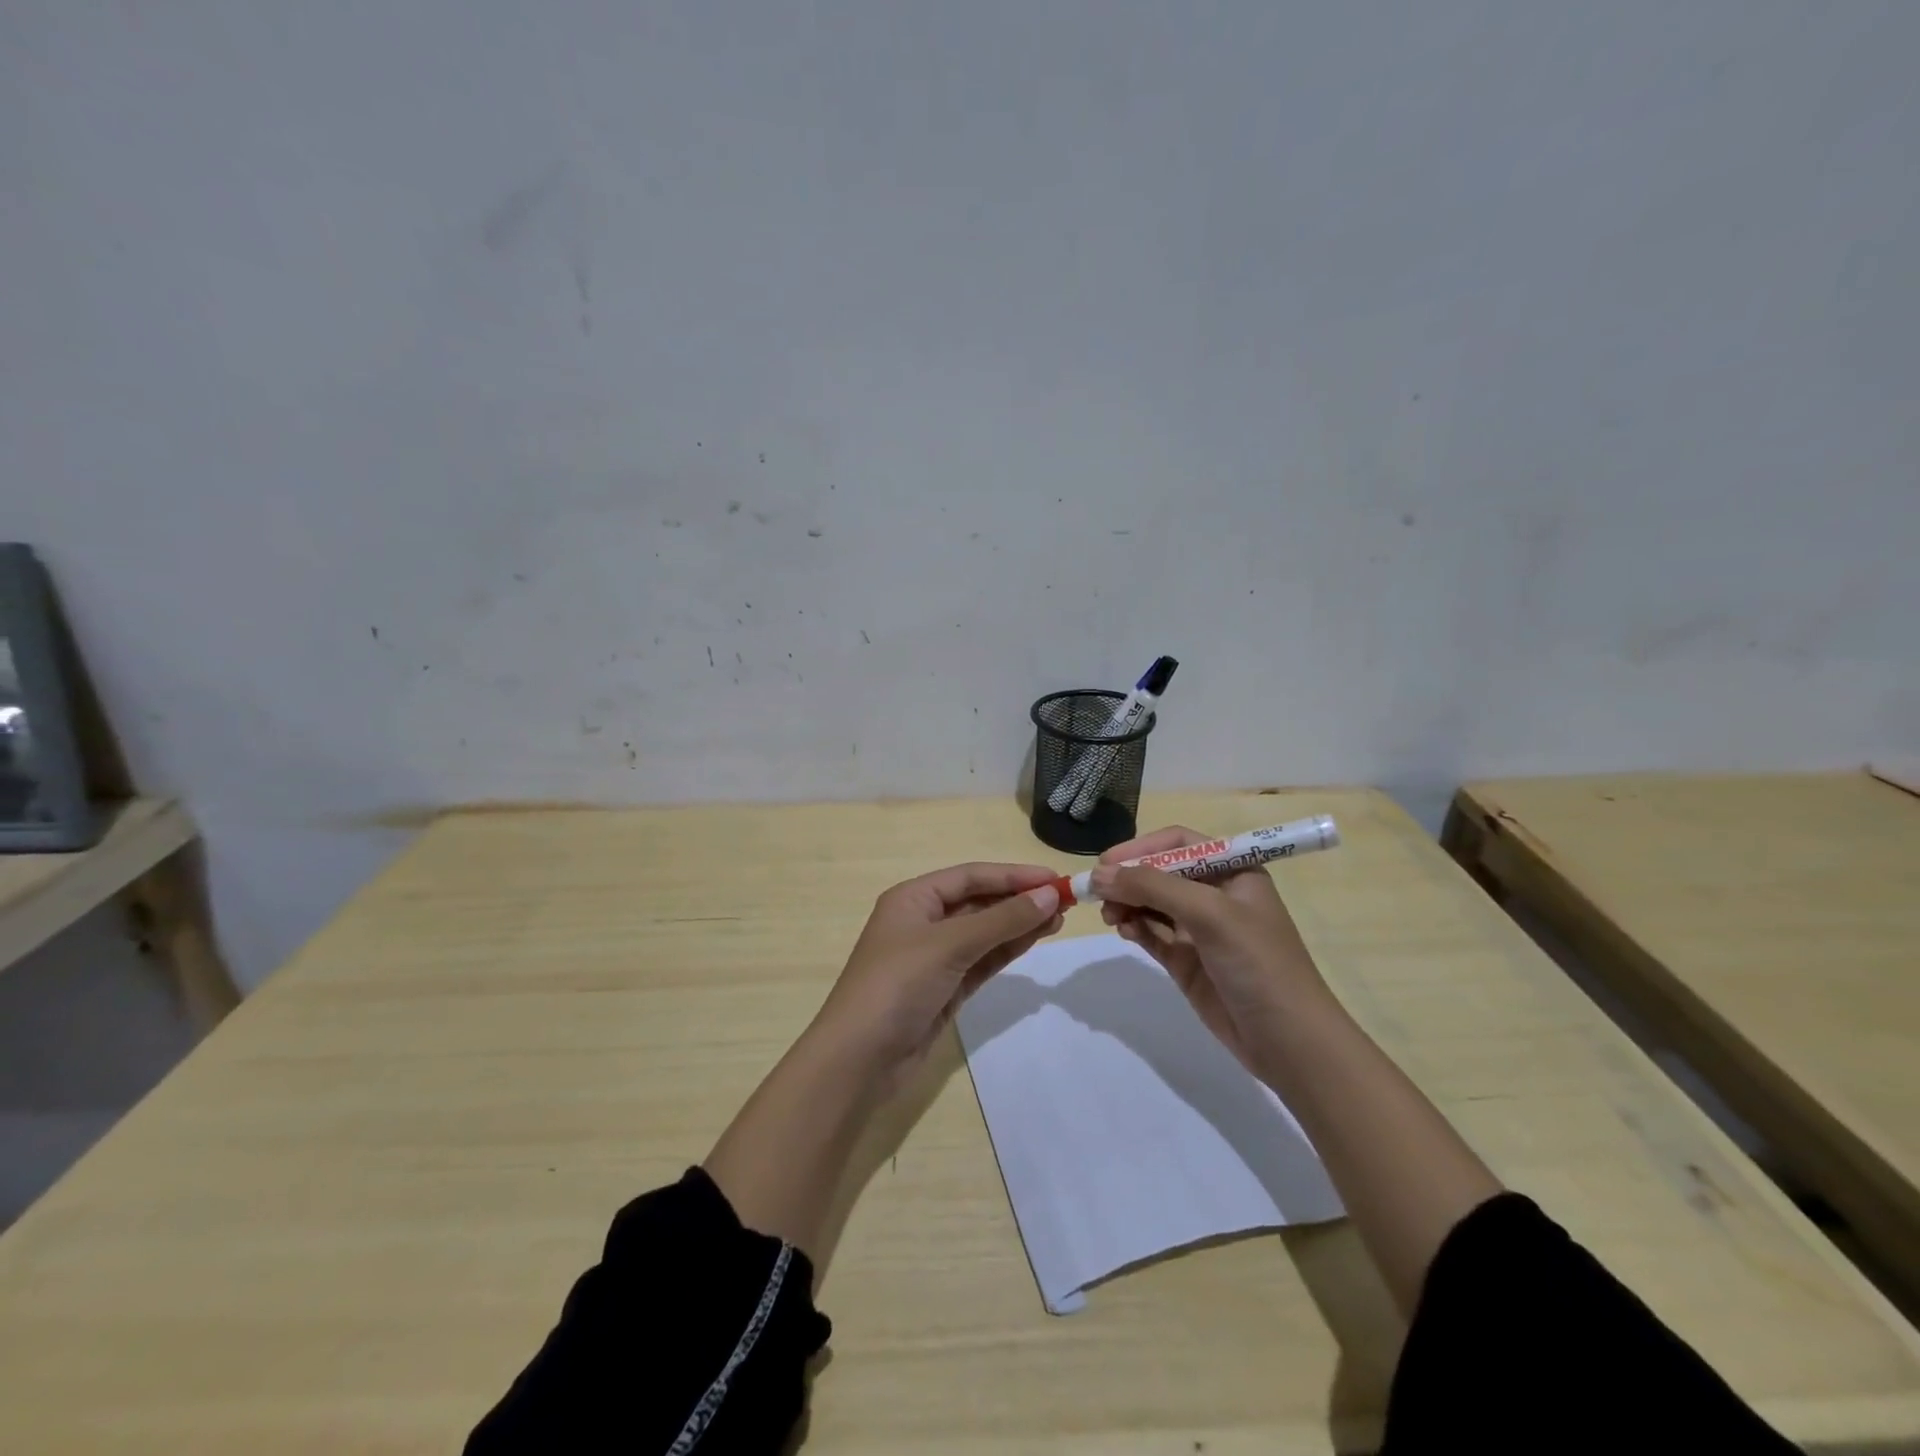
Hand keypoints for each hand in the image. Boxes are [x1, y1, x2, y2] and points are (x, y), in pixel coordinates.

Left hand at [811, 862, 1063, 1092]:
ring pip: (984, 932)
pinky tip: (1035, 940)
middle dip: (1019, 899)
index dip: (1013, 875)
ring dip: (1019, 924)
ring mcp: (934, 957)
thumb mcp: (950, 945)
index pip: (971, 876)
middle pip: (979, 901)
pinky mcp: (945, 989)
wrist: (859, 1059)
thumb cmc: (897, 985)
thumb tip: (1049, 895)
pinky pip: (982, 960)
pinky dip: (1007, 950)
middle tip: (1065, 901)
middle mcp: (923, 921)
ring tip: (1059, 919)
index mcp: (913, 898)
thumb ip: (1002, 920)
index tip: (1056, 879)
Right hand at [1092, 825, 1330, 1074]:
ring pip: (1151, 903)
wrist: (1288, 1042)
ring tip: (1111, 917)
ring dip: (1127, 903)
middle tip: (1097, 893)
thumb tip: (1099, 873)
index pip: (1178, 843)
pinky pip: (1151, 933)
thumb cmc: (1258, 963)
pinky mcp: (1186, 960)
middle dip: (1129, 878)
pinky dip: (1134, 927)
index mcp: (1233, 871)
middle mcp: (1215, 894)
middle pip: (1160, 872)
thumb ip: (1153, 887)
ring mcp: (1200, 929)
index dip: (1141, 848)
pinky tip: (1125, 931)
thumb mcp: (1209, 913)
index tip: (1106, 862)